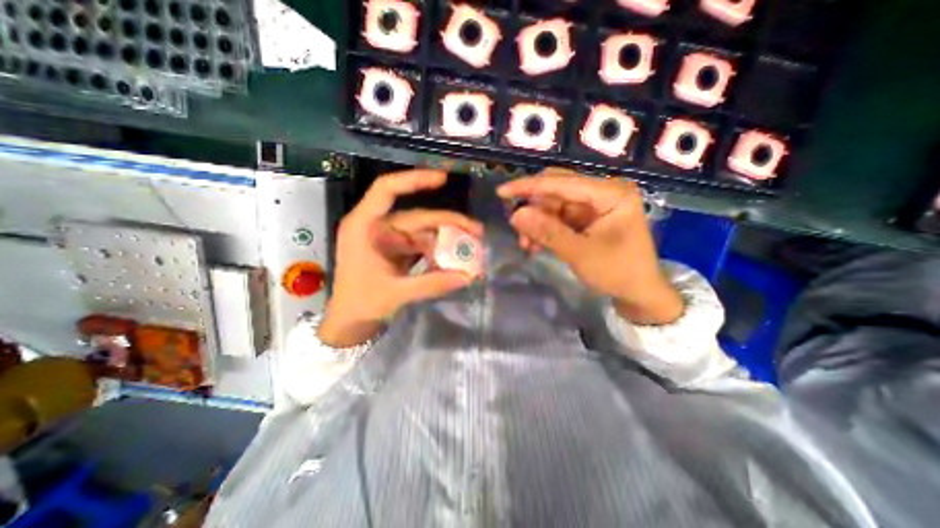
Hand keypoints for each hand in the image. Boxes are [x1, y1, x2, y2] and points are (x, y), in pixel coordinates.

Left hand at [322, 170, 483, 348]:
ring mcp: (388, 239)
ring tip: (471, 247)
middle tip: (476, 231)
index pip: (387, 190)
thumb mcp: (395, 294)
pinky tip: (453, 258)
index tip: (443, 179)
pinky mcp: (396, 250)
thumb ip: (431, 284)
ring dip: (446, 238)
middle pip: (417, 216)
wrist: (350, 322)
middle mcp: (376, 227)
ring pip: (423, 231)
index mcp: (364, 226)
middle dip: (448, 222)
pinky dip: (437, 250)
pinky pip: (421, 245)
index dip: (414, 180)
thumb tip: (467, 277)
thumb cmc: (361, 304)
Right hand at [499, 170, 683, 326]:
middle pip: (556, 189)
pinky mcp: (587, 217)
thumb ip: (548, 232)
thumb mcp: (580, 254)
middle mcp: (602, 192)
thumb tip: (516, 215)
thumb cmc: (618, 272)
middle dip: (533, 209)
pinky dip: (545, 230)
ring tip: (527, 245)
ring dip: (537, 223)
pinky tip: (536, 245)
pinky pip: (558, 217)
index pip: (562, 182)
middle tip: (517, 228)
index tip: (502, 192)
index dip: (528, 187)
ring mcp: (594, 205)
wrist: (639, 293)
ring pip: (554, 205)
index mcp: (610, 193)